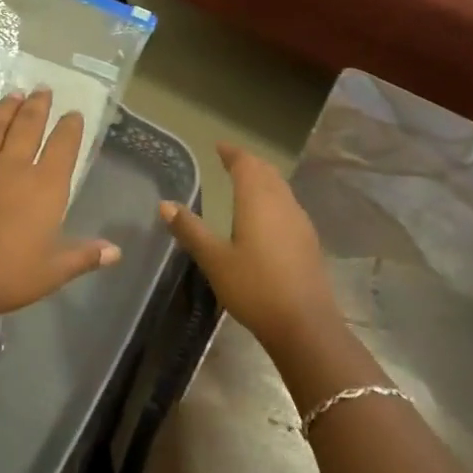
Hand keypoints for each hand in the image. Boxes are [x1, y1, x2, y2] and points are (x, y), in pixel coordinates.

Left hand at [0, 89, 119, 321]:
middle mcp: (14, 167)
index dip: (71, 128)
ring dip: (8, 107)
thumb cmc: (3, 275)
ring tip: (16, 93)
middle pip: (29, 126)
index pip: (63, 147)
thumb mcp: (50, 273)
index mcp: (45, 187)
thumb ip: (83, 257)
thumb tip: (115, 251)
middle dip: (39, 106)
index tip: (74, 114)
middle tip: (44, 89)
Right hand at [161, 144, 341, 355]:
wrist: (305, 325)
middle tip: (230, 160)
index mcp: (258, 201)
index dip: (232, 153)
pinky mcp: (308, 241)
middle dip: (248, 163)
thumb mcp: (214, 260)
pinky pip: (288, 205)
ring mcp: (299, 222)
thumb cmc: (254, 288)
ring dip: (263, 179)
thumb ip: (190, 230)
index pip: (246, 165)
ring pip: (280, 188)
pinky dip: (273, 197)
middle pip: (267, 172)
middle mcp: (282, 204)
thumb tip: (165, 204)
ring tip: (246, 182)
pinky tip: (266, 215)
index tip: (219, 146)